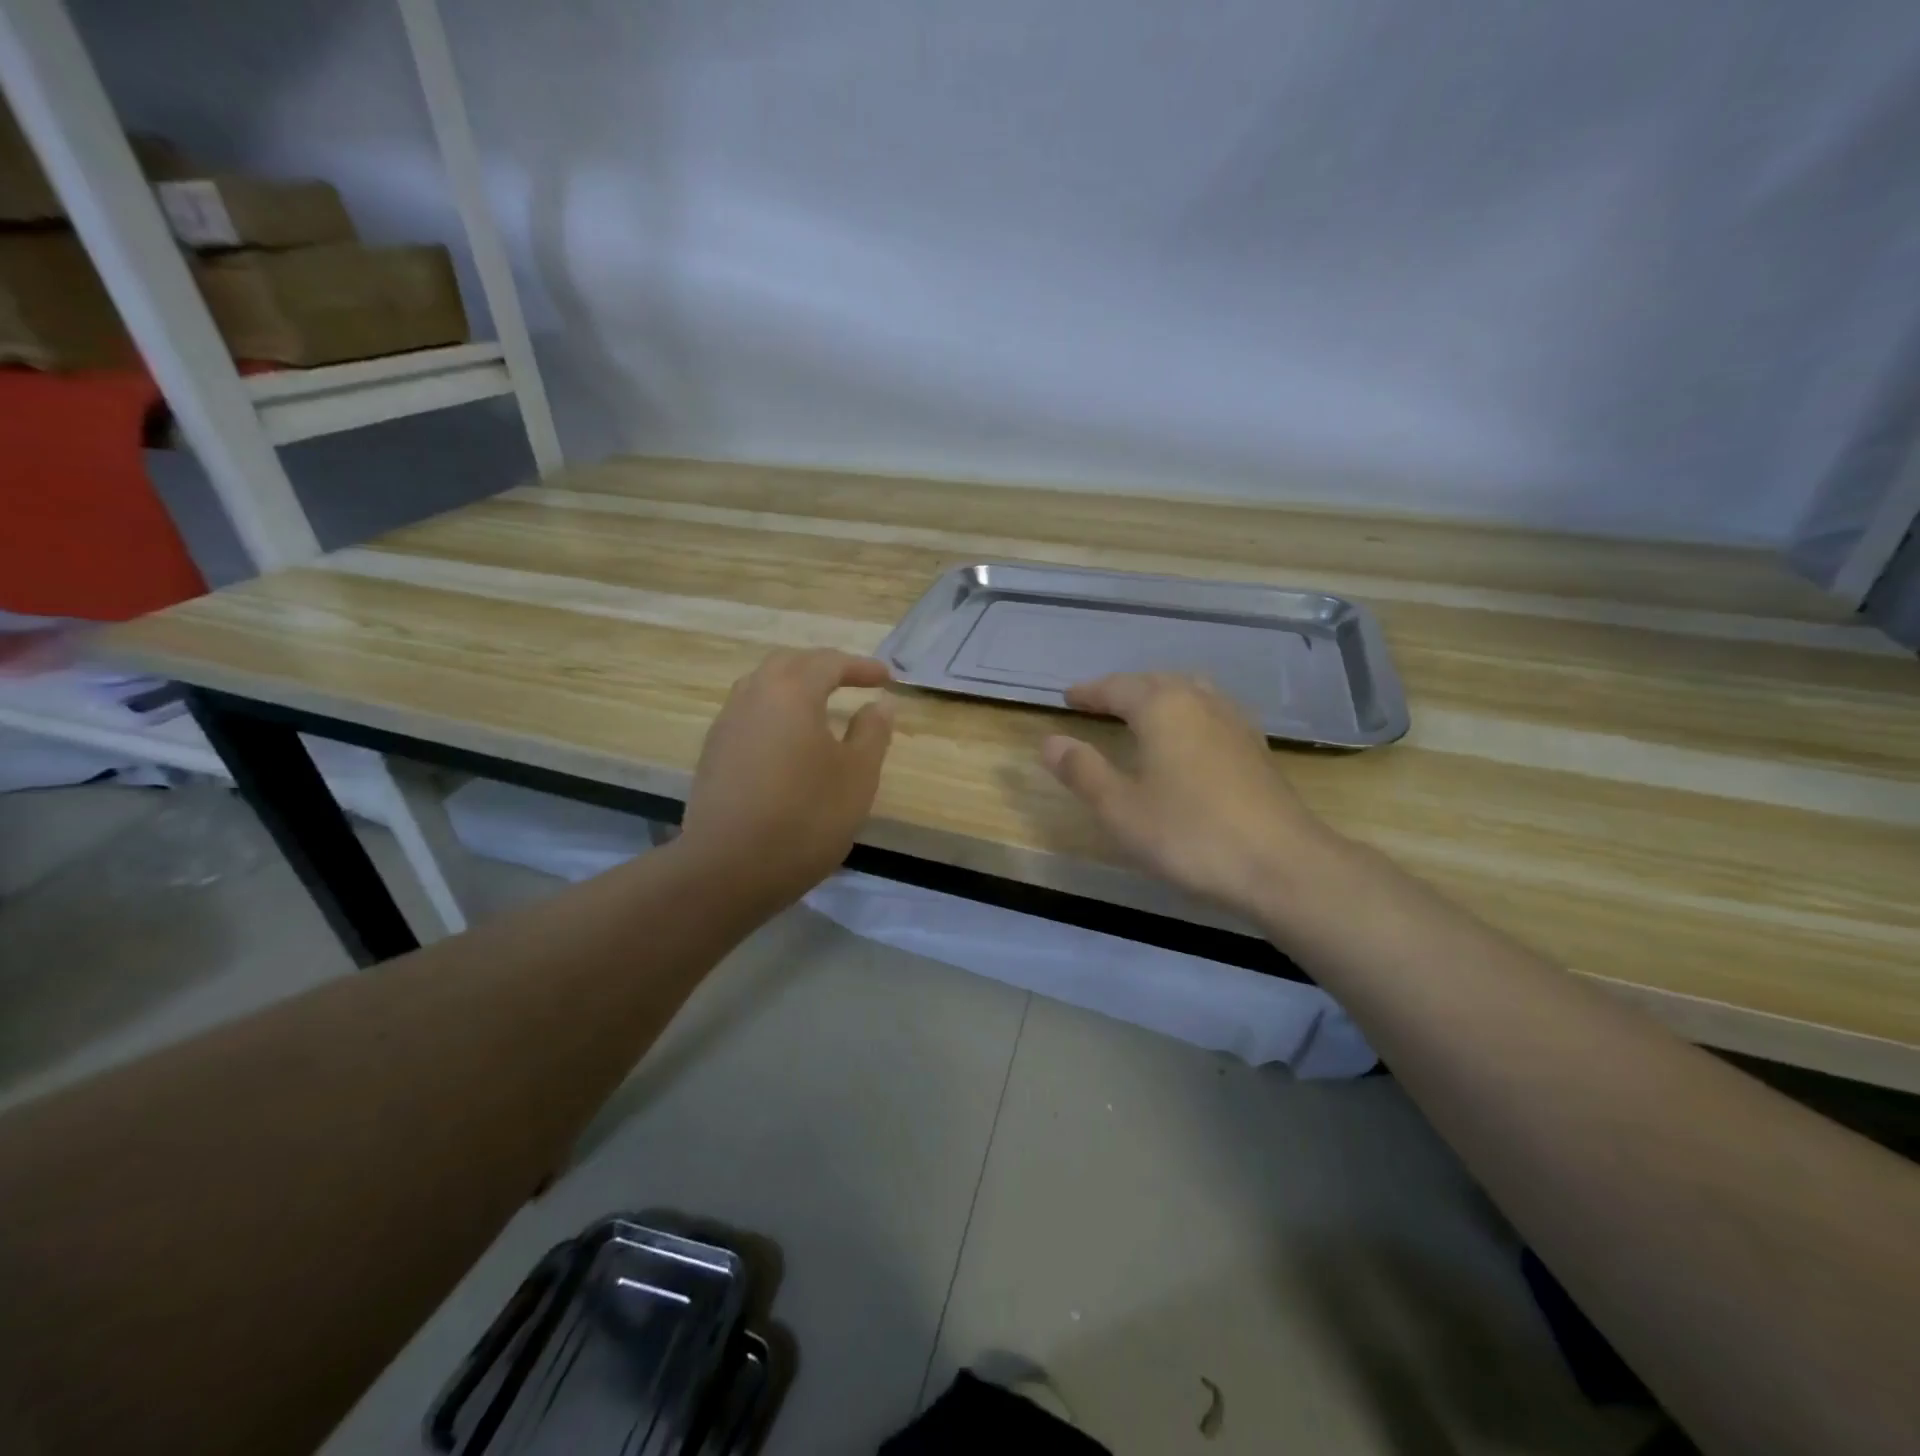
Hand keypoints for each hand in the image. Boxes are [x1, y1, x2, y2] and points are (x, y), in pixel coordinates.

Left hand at [680, 649, 895, 909]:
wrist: (728, 869)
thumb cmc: (806, 817)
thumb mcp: (857, 776)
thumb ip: (872, 732)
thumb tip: (879, 703)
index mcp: (791, 693)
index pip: (829, 662)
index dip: (861, 667)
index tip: (886, 678)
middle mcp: (752, 697)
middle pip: (789, 664)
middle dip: (823, 667)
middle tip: (851, 681)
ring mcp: (726, 725)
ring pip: (762, 687)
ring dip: (794, 687)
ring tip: (819, 707)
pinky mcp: (712, 754)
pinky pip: (748, 714)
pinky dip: (774, 713)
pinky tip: (788, 742)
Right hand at [1041, 673, 1334, 914]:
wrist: (1281, 864)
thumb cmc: (1189, 834)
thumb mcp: (1120, 808)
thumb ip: (1082, 770)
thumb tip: (1050, 741)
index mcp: (1163, 707)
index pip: (1117, 687)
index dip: (1089, 692)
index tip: (1067, 697)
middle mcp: (1200, 701)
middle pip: (1155, 682)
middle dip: (1124, 689)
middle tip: (1098, 702)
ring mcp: (1234, 722)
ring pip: (1189, 692)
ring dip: (1159, 697)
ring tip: (1140, 712)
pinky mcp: (1255, 748)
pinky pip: (1211, 713)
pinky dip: (1187, 714)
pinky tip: (1188, 739)